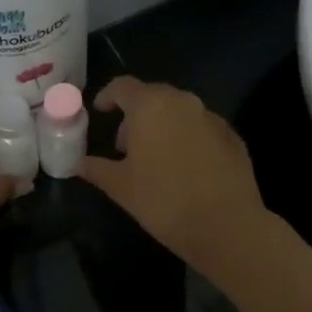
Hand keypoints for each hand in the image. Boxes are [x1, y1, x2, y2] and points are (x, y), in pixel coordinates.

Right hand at [77, 77, 270, 276]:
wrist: (226, 225)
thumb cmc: (163, 200)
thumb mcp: (121, 187)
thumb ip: (96, 169)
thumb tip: (79, 163)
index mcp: (151, 105)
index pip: (123, 86)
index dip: (108, 96)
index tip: (100, 111)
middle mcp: (183, 101)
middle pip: (153, 96)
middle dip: (136, 115)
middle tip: (125, 145)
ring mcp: (212, 117)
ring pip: (179, 112)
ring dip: (163, 126)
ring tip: (155, 158)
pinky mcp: (233, 137)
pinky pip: (202, 129)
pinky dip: (188, 139)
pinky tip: (185, 168)